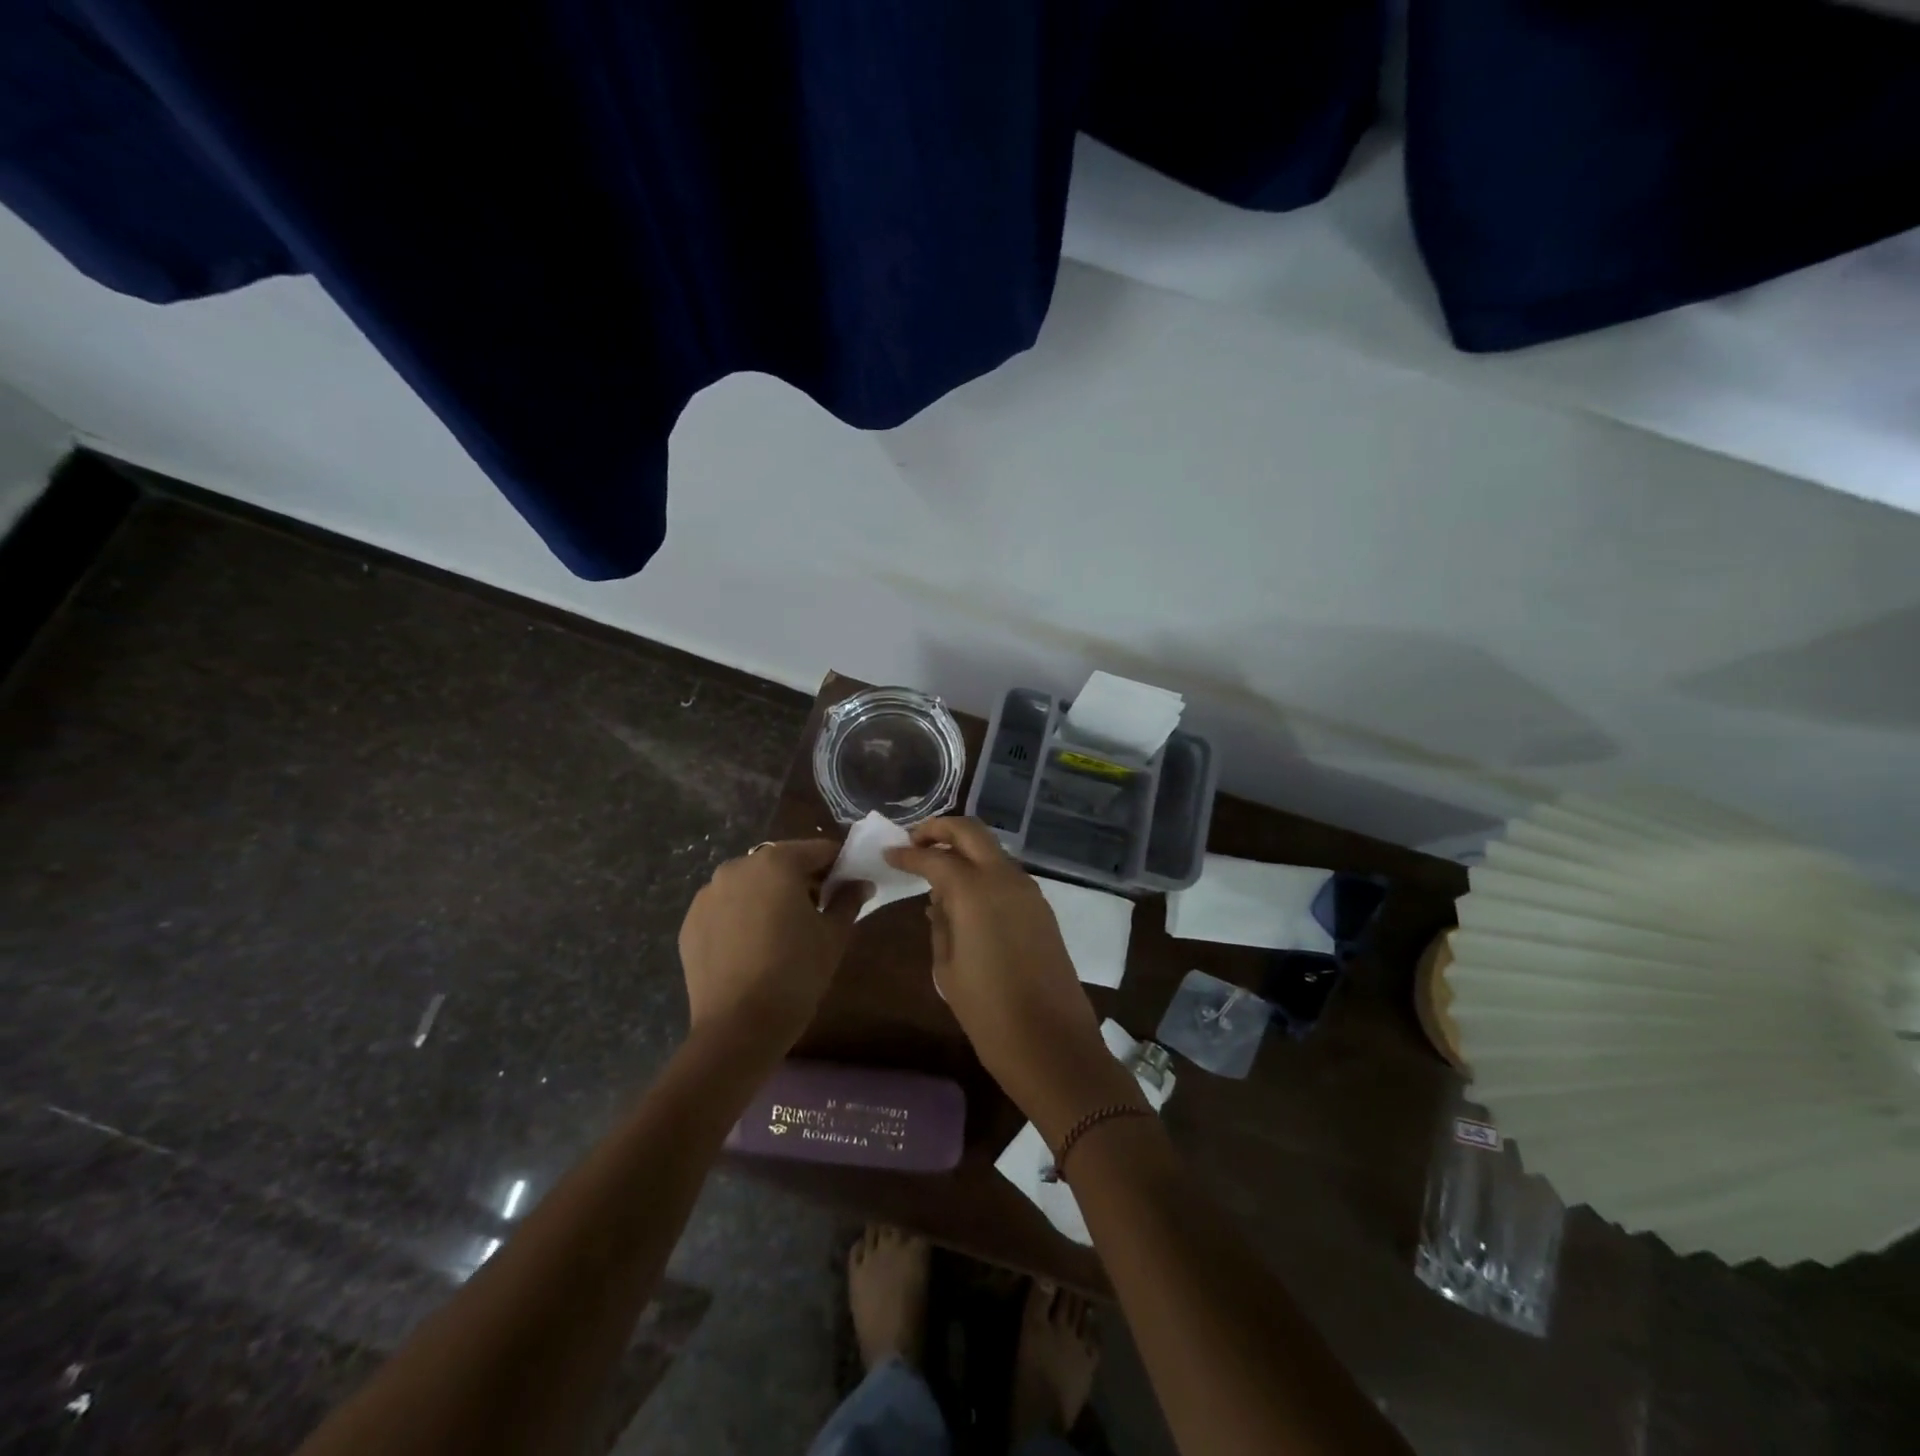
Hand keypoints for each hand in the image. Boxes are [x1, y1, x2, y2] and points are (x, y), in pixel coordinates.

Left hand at [678, 840, 869, 1057]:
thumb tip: (860, 883)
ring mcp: (708, 894)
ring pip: (750, 884)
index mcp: (777, 862)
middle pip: (781, 863)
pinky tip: (752, 948)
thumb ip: (848, 900)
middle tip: (817, 914)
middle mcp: (737, 867)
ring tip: (780, 933)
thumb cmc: (796, 973)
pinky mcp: (691, 922)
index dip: (838, 867)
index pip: (818, 850)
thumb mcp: (834, 935)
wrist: (738, 1028)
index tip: (848, 889)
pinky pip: (725, 908)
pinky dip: (741, 917)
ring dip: (768, 897)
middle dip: (801, 881)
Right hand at [886, 819, 1144, 1140]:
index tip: (889, 853)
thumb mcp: (948, 969)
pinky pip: (1006, 874)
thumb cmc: (989, 1013)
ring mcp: (1029, 891)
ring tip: (937, 869)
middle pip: (971, 831)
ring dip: (964, 849)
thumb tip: (940, 902)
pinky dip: (983, 871)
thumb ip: (941, 924)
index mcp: (975, 891)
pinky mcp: (1042, 908)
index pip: (935, 857)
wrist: (1053, 1044)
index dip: (908, 854)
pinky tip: (966, 896)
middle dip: (940, 829)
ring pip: (992, 850)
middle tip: (915, 842)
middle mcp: (1005, 878)